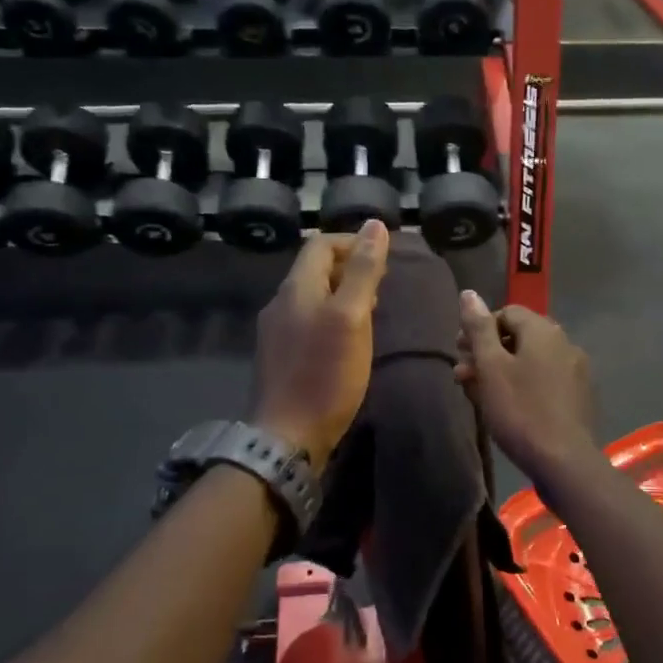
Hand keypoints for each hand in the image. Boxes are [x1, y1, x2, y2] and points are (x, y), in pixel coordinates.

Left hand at [252, 221, 390, 466]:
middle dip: (350, 267)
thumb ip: (364, 271)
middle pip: (315, 269)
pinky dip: (332, 317)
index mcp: (296, 288)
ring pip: (312, 296)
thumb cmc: (325, 375)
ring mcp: (276, 332)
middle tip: (384, 284)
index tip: (385, 257)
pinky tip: (349, 339)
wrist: (287, 437)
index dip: (354, 242)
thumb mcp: (352, 317)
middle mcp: (280, 303)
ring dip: (343, 293)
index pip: (321, 244)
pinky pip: (308, 321)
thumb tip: (375, 225)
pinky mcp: (280, 357)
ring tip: (373, 310)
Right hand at [455, 291, 598, 476]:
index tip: (460, 351)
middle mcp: (564, 343)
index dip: (480, 329)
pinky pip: (544, 380)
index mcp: (543, 331)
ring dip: (501, 371)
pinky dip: (522, 386)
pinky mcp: (578, 397)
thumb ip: (479, 329)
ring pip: (530, 361)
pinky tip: (506, 407)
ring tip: (477, 393)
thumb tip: (469, 293)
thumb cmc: (521, 410)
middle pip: (518, 337)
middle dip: (487, 352)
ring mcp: (575, 371)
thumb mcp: (491, 367)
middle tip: (462, 374)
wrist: (564, 461)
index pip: (506, 313)